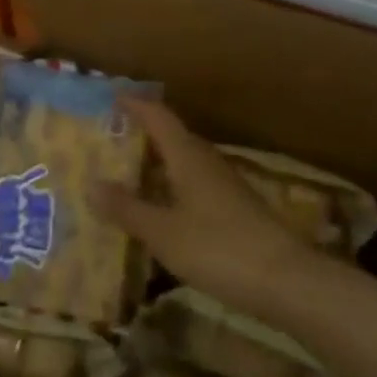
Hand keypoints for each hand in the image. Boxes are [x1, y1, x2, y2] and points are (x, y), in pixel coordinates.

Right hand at [90, 98, 318, 322]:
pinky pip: (193, 188)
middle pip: (172, 138)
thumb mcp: (164, 232)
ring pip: (183, 165)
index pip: (159, 117)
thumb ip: (127, 209)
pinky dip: (171, 191)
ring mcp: (224, 186)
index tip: (113, 96)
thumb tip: (90, 182)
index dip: (137, 105)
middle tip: (109, 141)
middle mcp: (206, 162)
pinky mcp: (234, 210)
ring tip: (126, 176)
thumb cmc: (218, 248)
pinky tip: (159, 212)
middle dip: (142, 137)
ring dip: (156, 166)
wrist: (285, 280)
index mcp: (188, 156)